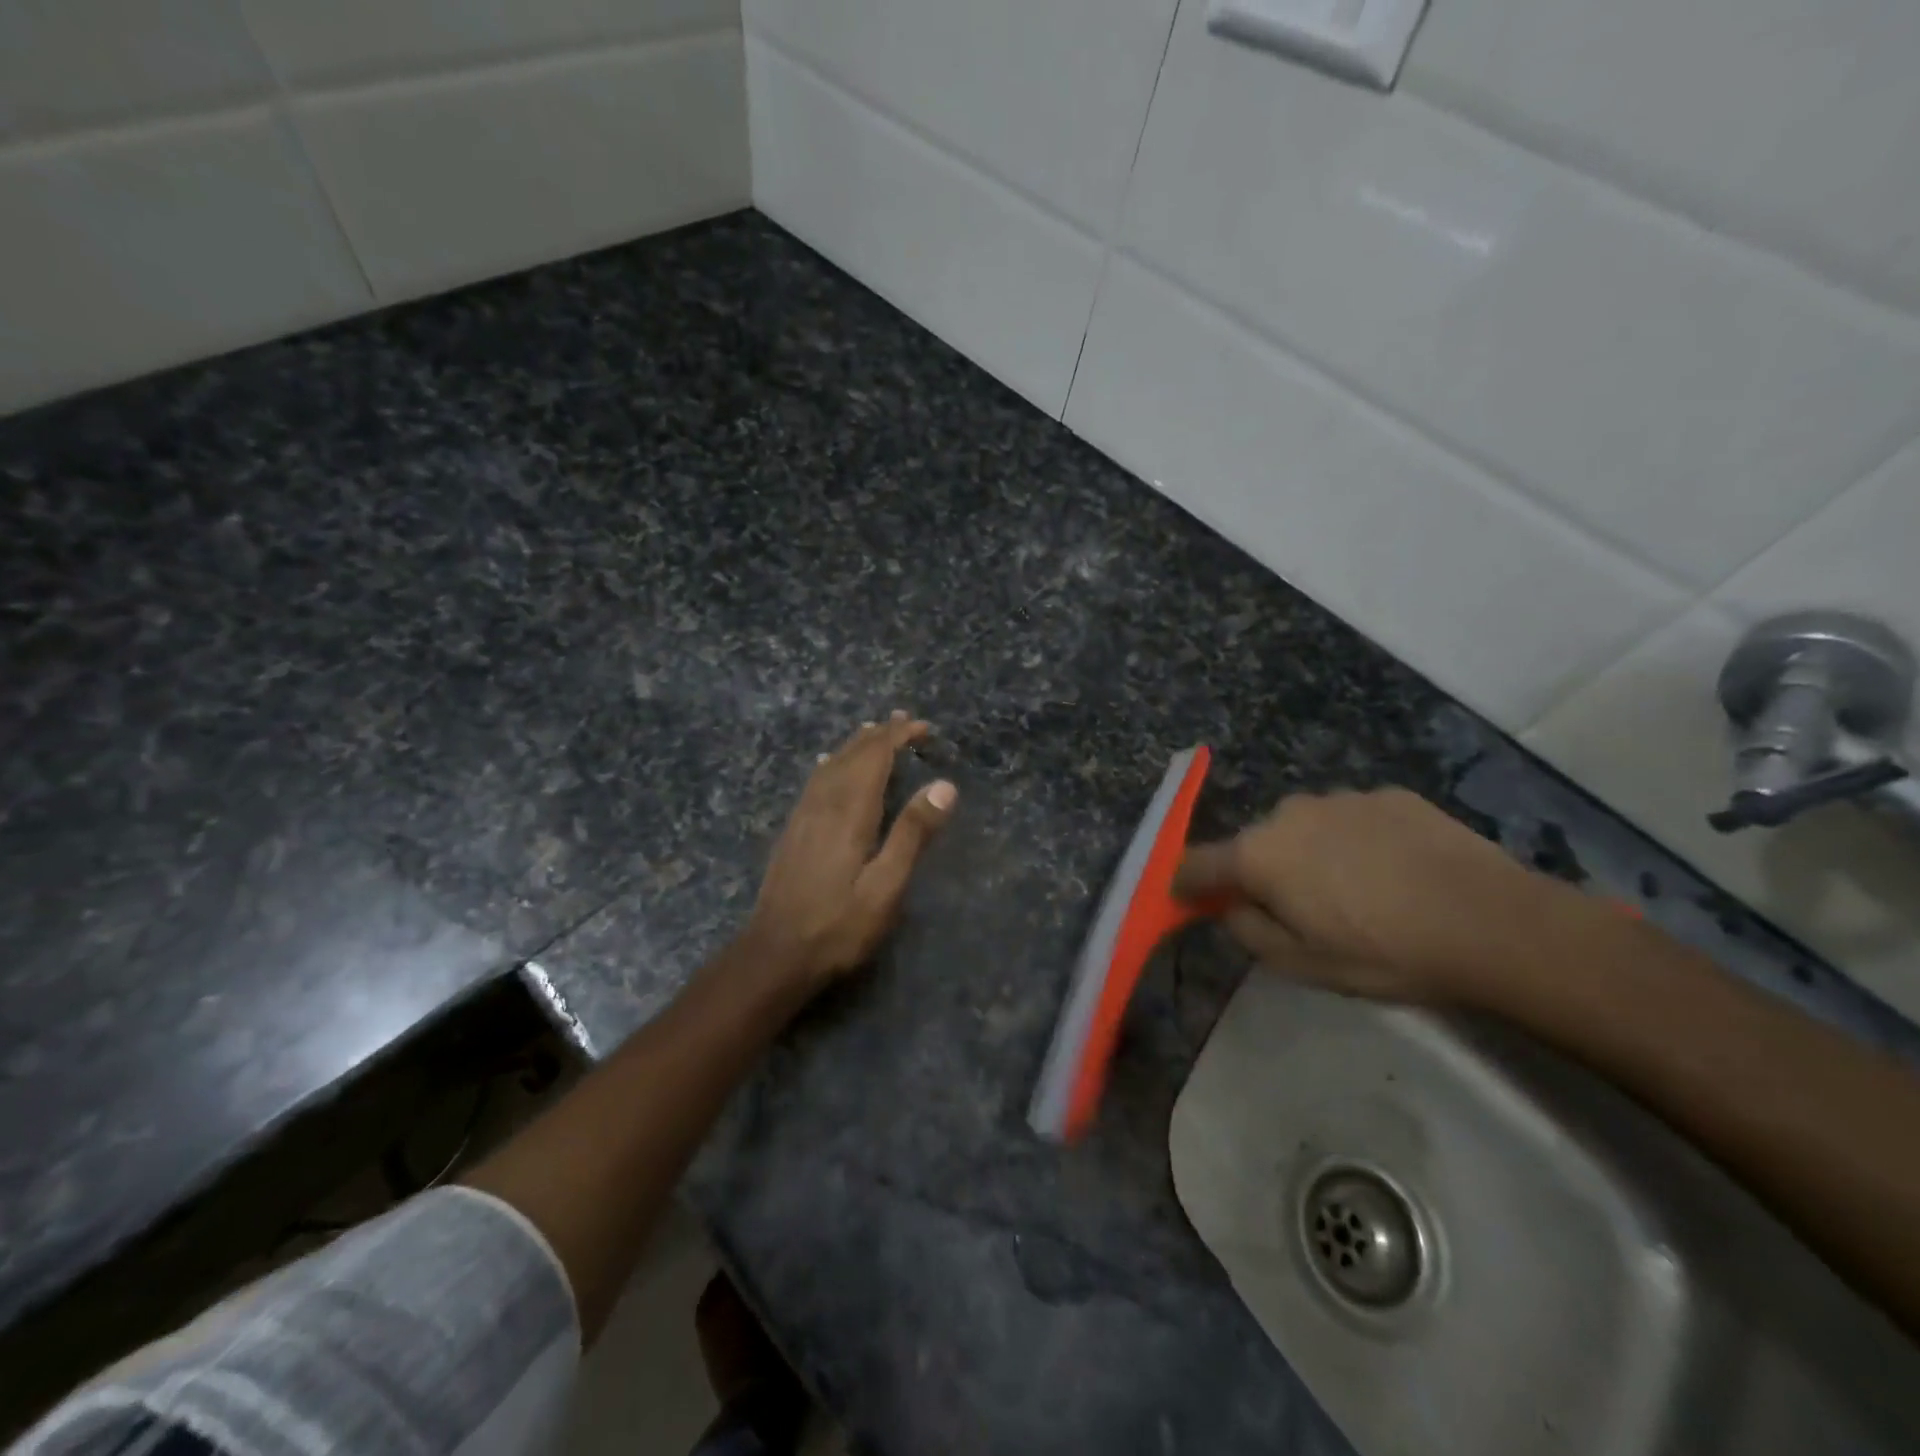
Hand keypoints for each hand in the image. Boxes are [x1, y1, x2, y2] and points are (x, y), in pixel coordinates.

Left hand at [741, 712, 956, 990]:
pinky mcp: (793, 831)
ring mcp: (803, 816)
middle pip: (852, 755)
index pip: (875, 757)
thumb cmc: (839, 925)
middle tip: (903, 722)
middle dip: (878, 735)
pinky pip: (815, 782)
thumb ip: (913, 833)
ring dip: (855, 745)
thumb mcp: (886, 886)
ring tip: (872, 732)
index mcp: (850, 811)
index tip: (922, 726)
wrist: (775, 954)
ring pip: (831, 765)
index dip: (898, 736)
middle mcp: (824, 804)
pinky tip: (830, 766)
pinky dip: (832, 764)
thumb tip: (945, 785)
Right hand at [1175, 788, 1585, 1004]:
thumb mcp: (1303, 965)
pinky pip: (1352, 820)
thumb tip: (1232, 908)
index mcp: (1259, 855)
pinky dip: (1356, 842)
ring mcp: (1340, 799)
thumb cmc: (1385, 952)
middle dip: (1261, 871)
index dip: (1186, 882)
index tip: (1187, 897)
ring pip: (1305, 828)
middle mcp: (1289, 814)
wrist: (1493, 922)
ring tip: (1356, 892)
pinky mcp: (1388, 795)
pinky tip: (1395, 873)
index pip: (1197, 863)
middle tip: (1296, 909)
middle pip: (1255, 844)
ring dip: (1311, 854)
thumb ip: (1249, 932)